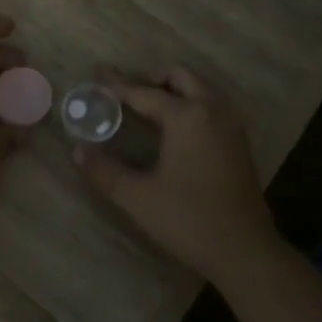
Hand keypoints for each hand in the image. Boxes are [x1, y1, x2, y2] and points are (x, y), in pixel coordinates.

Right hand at [73, 66, 278, 283]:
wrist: (243, 249)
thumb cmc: (188, 219)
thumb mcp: (137, 197)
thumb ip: (104, 171)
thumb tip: (78, 150)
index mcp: (186, 116)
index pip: (144, 91)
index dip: (117, 83)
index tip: (97, 72)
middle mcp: (212, 110)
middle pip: (180, 76)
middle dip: (151, 78)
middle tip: (127, 94)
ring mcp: (231, 124)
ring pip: (200, 88)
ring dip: (174, 90)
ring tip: (148, 110)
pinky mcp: (239, 141)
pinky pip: (212, 106)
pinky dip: (191, 104)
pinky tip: (175, 130)